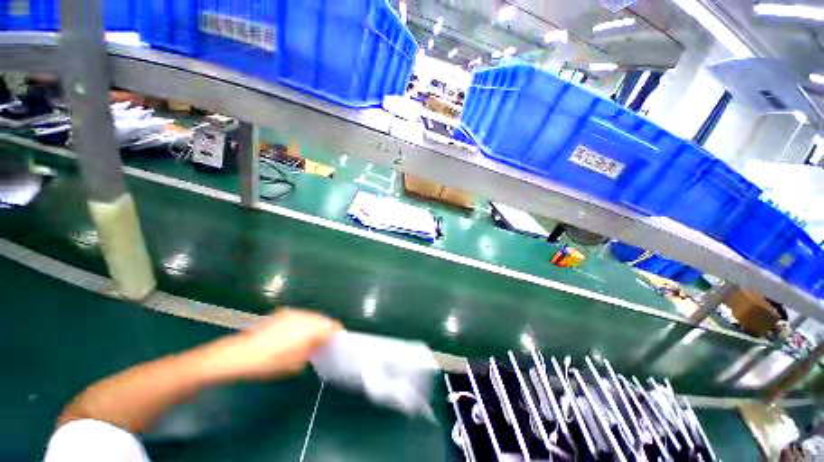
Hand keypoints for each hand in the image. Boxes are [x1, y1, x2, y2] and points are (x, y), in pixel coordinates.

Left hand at [205, 308, 342, 380]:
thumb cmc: (271, 362)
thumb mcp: (297, 363)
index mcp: (313, 327)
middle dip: (325, 329)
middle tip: (322, 343)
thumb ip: (312, 350)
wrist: (241, 353)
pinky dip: (301, 323)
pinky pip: (299, 316)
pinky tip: (292, 335)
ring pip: (311, 317)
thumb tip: (316, 345)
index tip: (336, 343)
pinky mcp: (282, 313)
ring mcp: (293, 312)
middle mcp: (306, 315)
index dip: (337, 334)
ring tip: (307, 339)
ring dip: (313, 326)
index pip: (333, 325)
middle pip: (323, 319)